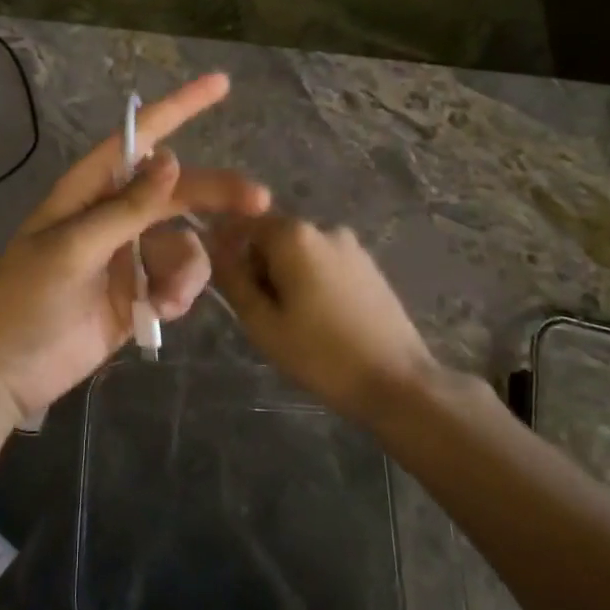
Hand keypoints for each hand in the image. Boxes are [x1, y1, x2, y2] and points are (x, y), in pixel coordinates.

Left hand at [0, 74, 270, 424]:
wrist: (4, 372)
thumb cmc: (25, 300)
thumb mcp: (72, 248)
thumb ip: (126, 208)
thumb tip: (172, 158)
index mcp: (87, 192)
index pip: (137, 140)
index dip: (178, 109)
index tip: (221, 85)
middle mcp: (111, 216)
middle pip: (175, 191)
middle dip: (213, 194)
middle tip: (259, 201)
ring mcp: (126, 257)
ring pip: (182, 242)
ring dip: (186, 267)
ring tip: (167, 298)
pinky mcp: (136, 295)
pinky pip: (176, 280)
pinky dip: (177, 293)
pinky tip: (159, 312)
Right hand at [209, 214, 459, 418]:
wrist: (397, 382)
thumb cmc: (320, 354)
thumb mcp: (262, 322)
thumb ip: (233, 279)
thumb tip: (213, 247)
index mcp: (294, 235)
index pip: (243, 226)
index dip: (229, 254)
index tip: (232, 291)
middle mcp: (324, 229)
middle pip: (273, 238)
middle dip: (260, 269)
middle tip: (264, 316)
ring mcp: (352, 247)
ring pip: (299, 254)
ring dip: (287, 279)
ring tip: (294, 325)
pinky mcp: (369, 267)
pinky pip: (325, 266)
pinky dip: (313, 285)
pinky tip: (322, 322)